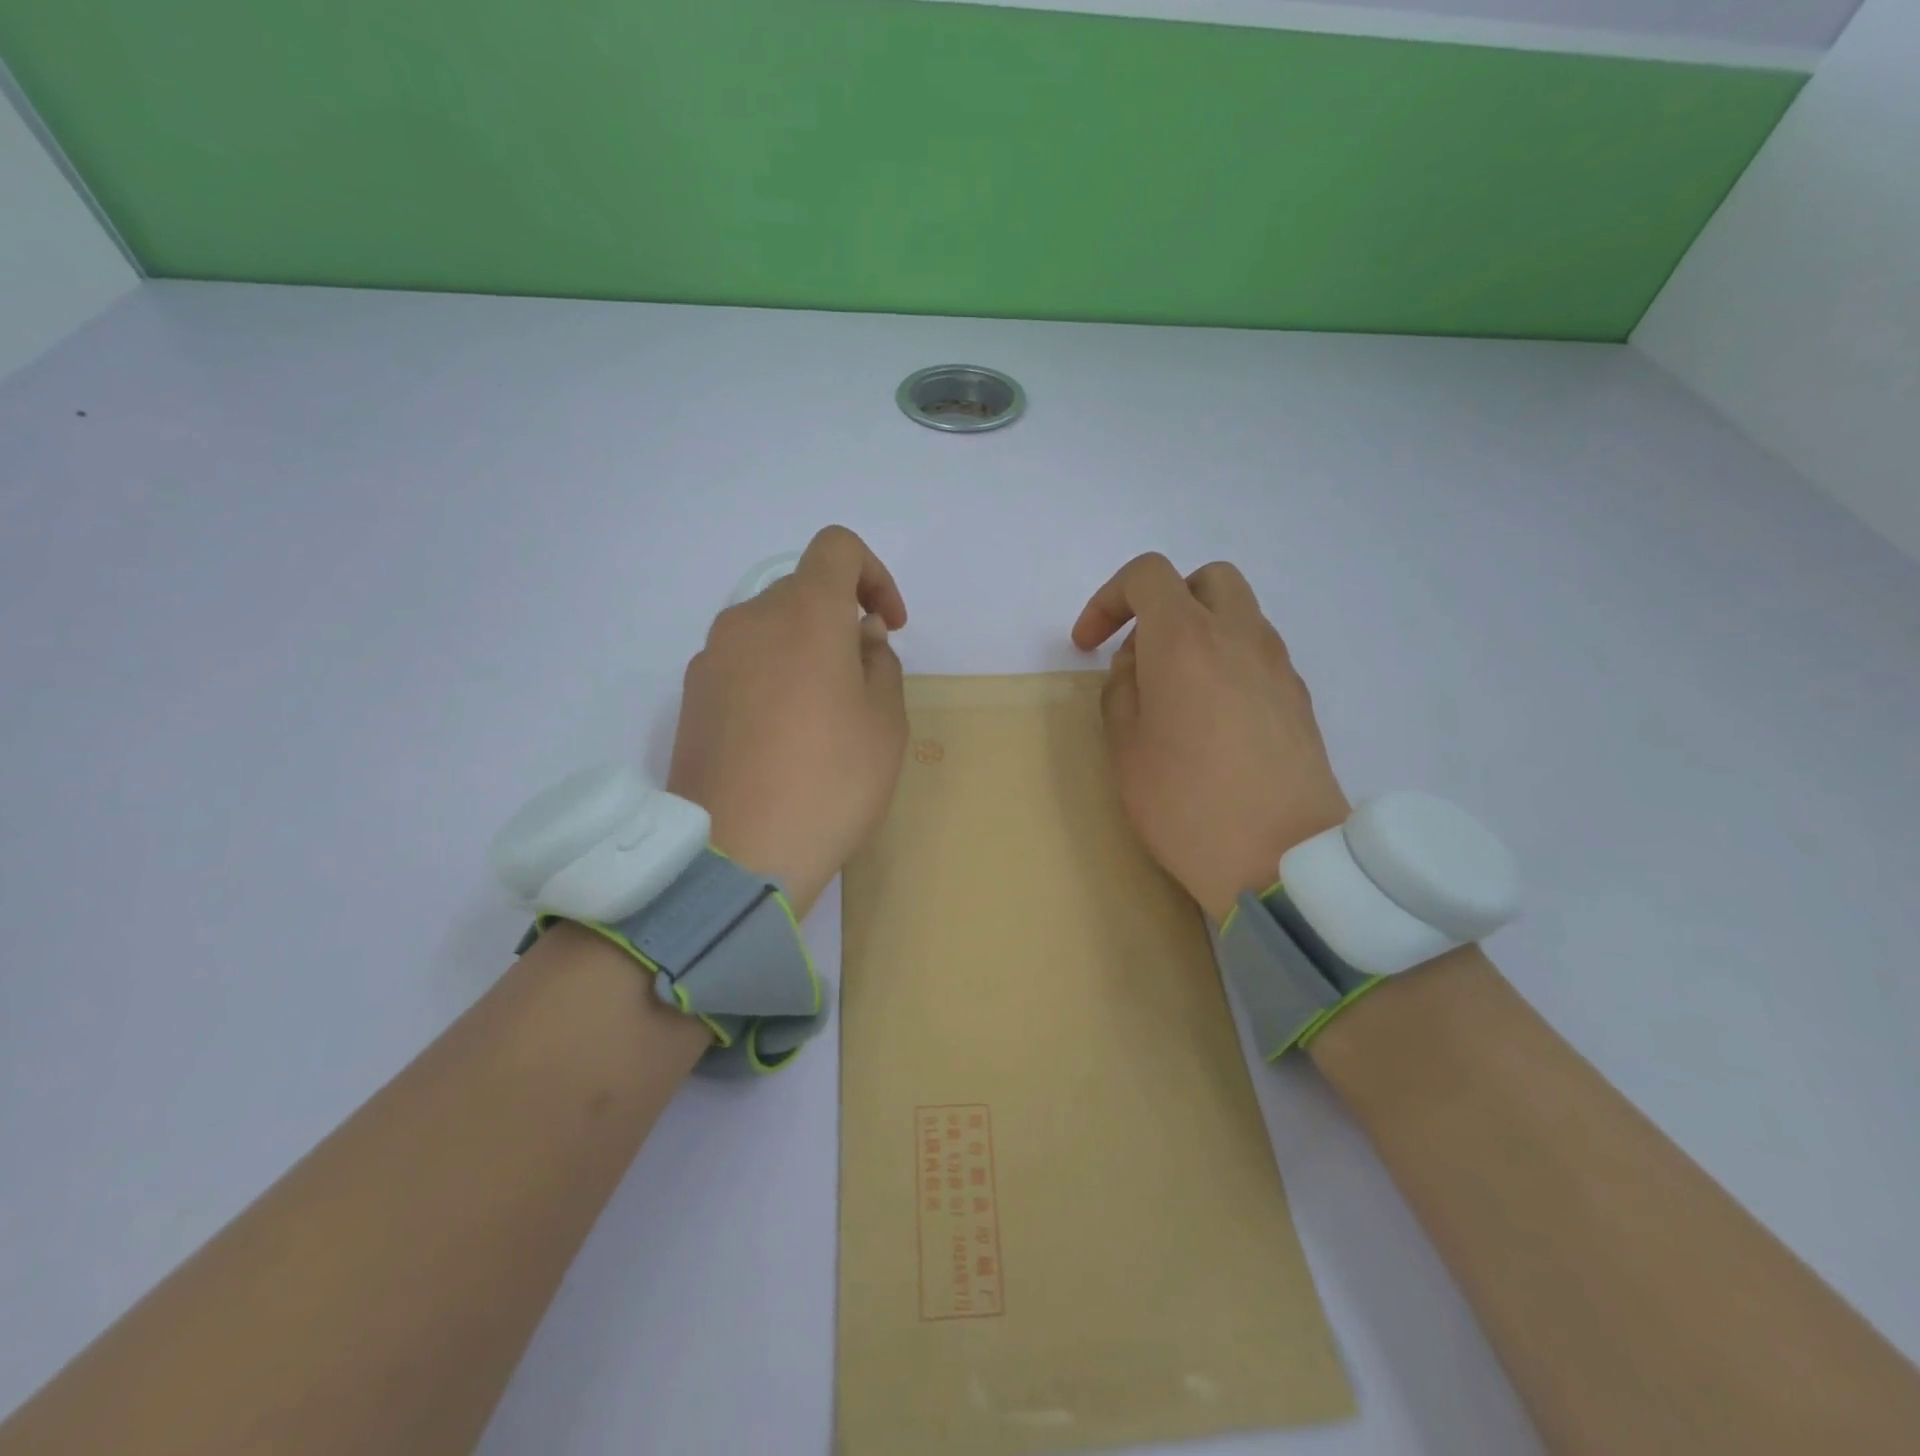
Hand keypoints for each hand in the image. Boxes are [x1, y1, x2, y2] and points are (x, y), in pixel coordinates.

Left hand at [668, 526, 908, 916]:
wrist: (737, 855)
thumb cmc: (830, 781)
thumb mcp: (886, 723)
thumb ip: (880, 663)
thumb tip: (858, 637)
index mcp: (804, 613)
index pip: (837, 548)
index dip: (873, 575)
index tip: (887, 626)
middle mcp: (748, 620)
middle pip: (801, 591)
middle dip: (839, 621)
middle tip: (862, 681)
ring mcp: (711, 659)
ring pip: (769, 630)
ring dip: (803, 652)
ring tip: (822, 717)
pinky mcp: (690, 699)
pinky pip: (742, 665)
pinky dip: (770, 678)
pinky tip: (781, 739)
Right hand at [1072, 553, 1348, 920]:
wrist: (1282, 859)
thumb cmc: (1186, 802)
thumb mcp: (1125, 748)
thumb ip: (1121, 690)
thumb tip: (1138, 667)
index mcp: (1185, 639)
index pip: (1148, 576)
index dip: (1108, 599)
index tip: (1088, 645)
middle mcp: (1239, 636)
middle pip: (1206, 579)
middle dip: (1165, 601)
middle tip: (1140, 652)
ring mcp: (1278, 665)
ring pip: (1238, 614)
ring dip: (1199, 631)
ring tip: (1174, 690)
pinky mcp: (1299, 698)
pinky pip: (1258, 653)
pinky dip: (1228, 660)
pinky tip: (1212, 718)